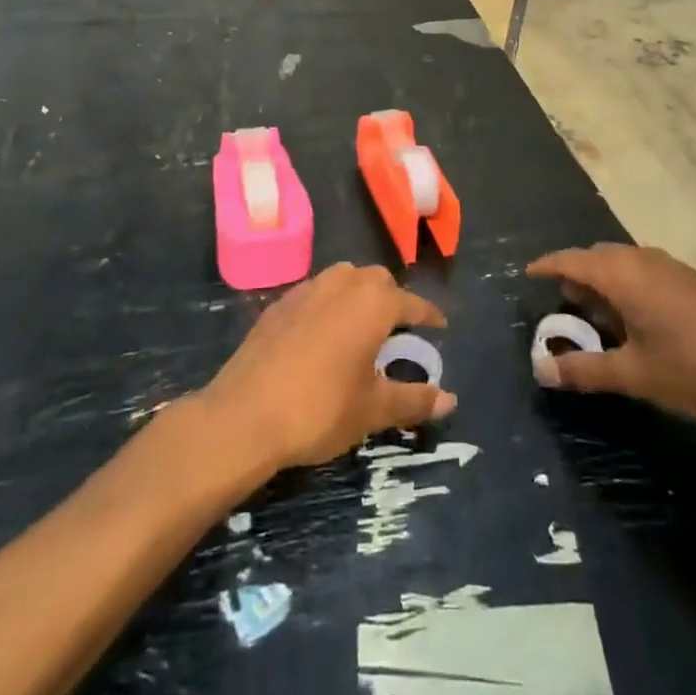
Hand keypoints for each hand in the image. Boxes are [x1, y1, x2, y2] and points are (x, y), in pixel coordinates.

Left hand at [203, 263, 456, 471]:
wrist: (244, 415)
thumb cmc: (320, 409)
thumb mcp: (373, 410)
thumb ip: (413, 400)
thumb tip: (450, 400)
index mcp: (372, 303)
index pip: (411, 302)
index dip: (428, 315)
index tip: (439, 326)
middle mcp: (342, 284)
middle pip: (376, 281)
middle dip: (392, 299)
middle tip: (398, 330)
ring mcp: (306, 290)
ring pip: (342, 279)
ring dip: (358, 295)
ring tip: (362, 327)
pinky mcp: (278, 304)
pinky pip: (315, 293)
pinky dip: (328, 305)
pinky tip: (323, 335)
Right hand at [528, 244, 695, 418]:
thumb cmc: (693, 365)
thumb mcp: (633, 374)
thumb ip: (585, 370)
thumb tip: (541, 370)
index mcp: (620, 274)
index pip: (570, 260)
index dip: (546, 266)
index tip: (528, 274)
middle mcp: (641, 260)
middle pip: (596, 257)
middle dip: (575, 276)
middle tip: (563, 305)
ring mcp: (669, 267)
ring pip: (622, 263)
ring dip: (603, 282)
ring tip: (597, 315)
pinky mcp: (690, 279)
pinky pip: (642, 271)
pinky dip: (626, 286)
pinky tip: (636, 319)